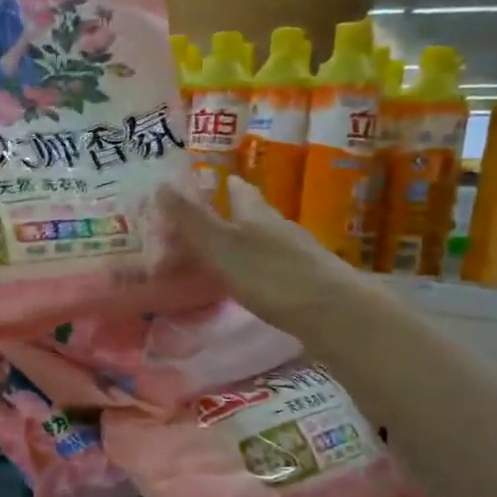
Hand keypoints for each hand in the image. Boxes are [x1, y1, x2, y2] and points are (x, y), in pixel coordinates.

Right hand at [158, 175, 376, 334]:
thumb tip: (162, 184)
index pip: (239, 191)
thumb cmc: (271, 276)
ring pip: (267, 239)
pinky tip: (254, 282)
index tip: (208, 183)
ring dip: (247, 241)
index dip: (223, 185)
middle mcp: (280, 228)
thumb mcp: (221, 246)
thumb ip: (192, 220)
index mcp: (257, 214)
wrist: (334, 313)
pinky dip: (260, 267)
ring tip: (225, 253)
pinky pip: (277, 265)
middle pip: (255, 213)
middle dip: (233, 213)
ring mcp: (299, 254)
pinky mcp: (309, 281)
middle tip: (208, 222)